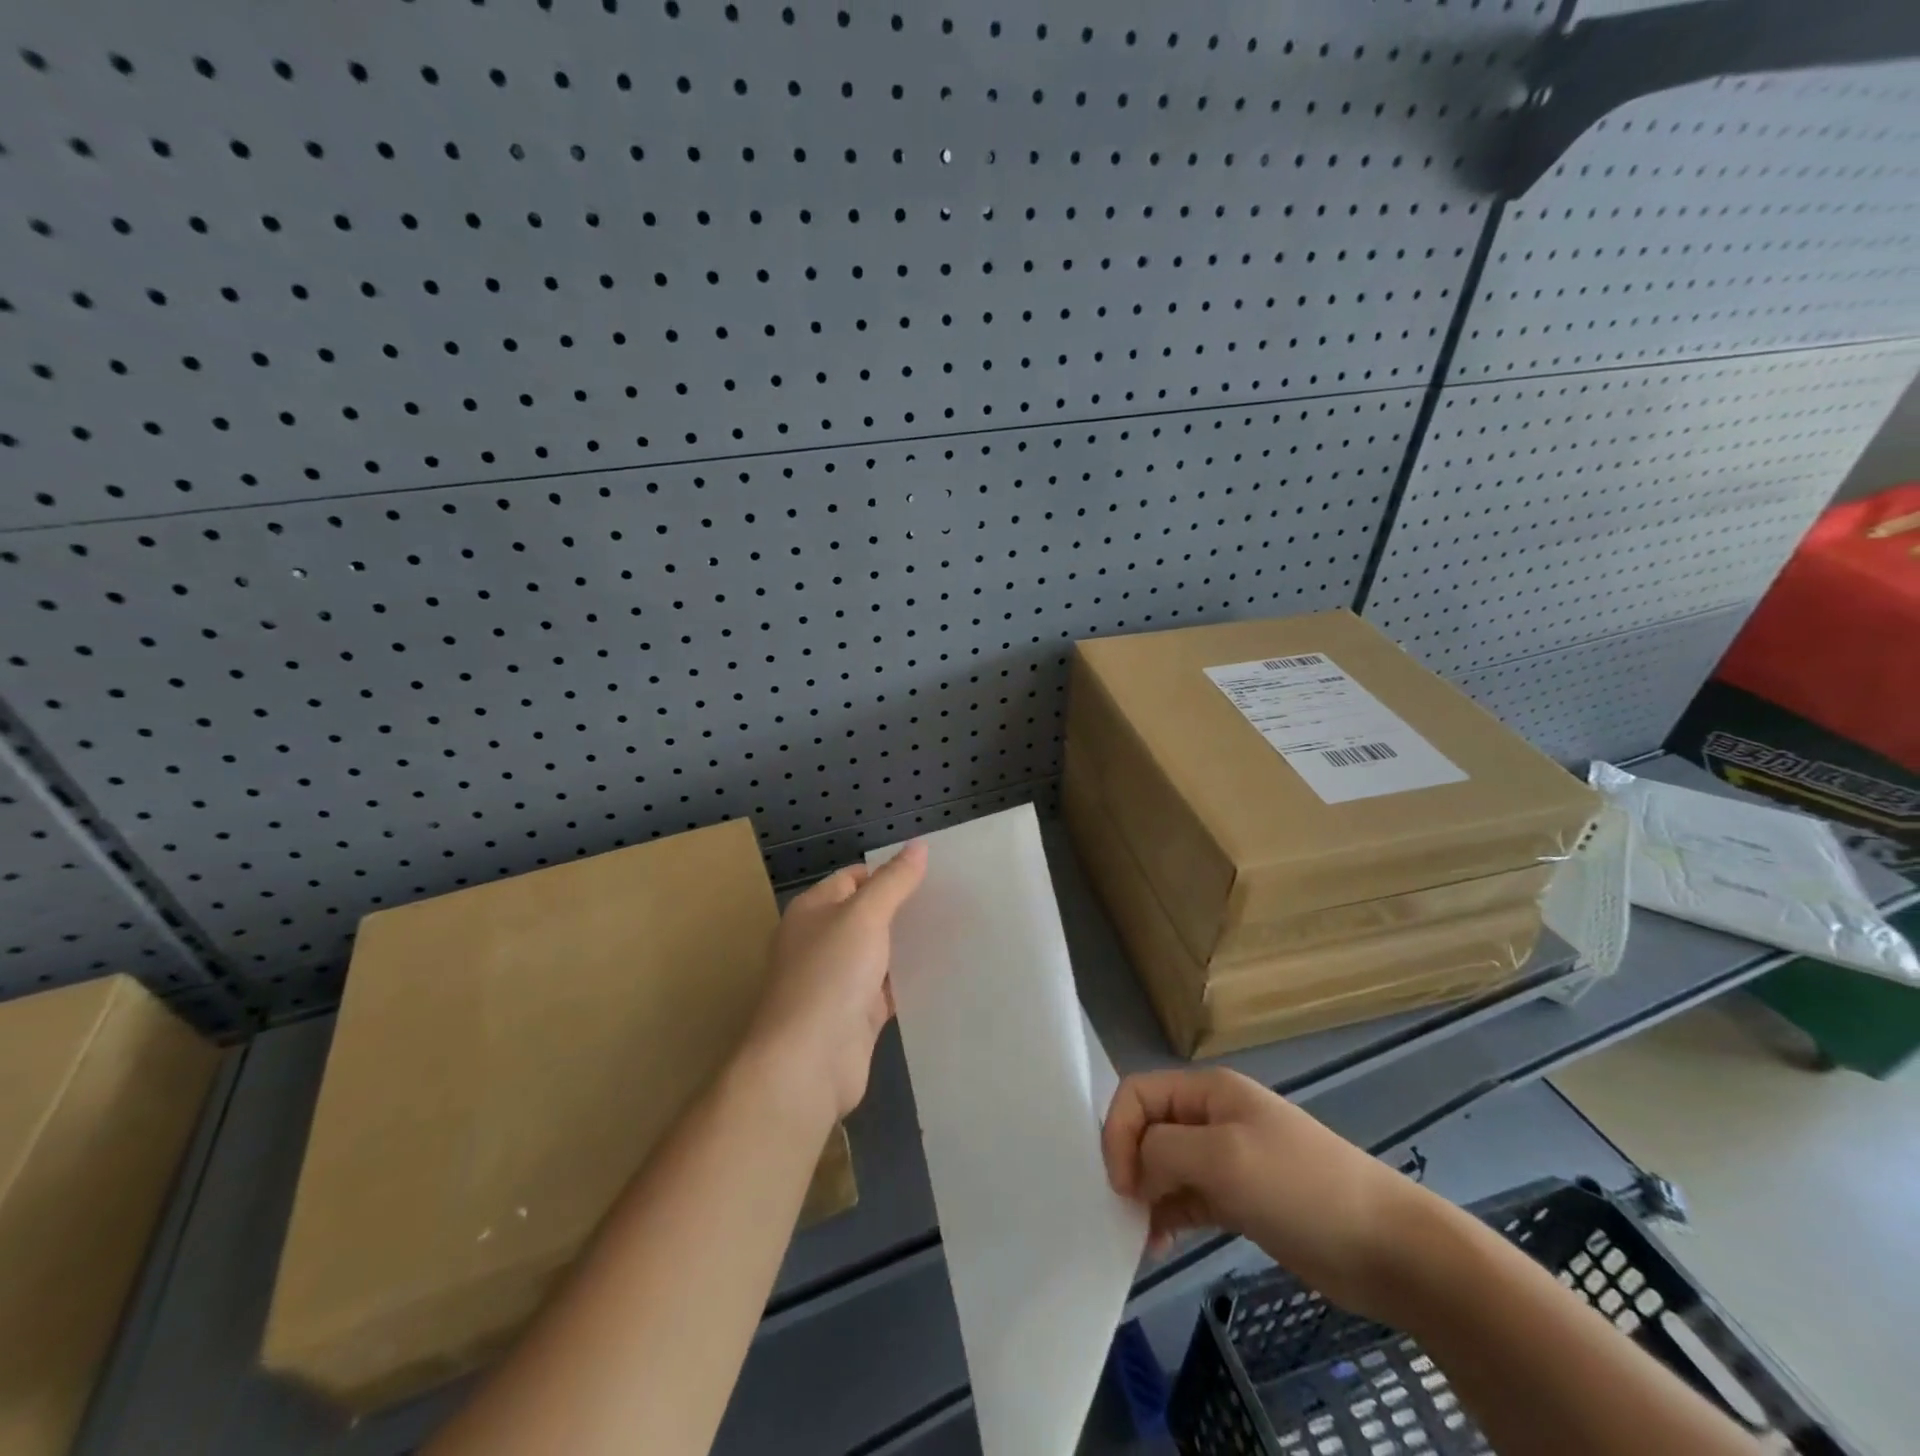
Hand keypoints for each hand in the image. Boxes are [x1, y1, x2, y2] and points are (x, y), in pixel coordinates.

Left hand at [744, 842, 927, 1122]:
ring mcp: (838, 981)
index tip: (931, 874)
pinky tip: (943, 972)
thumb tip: (918, 845)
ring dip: (909, 945)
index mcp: (813, 911)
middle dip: (904, 909)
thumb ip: (893, 881)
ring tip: (956, 931)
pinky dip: (909, 981)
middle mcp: (821, 942)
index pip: (853, 878)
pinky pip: (887, 989)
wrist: (808, 1063)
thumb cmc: (830, 976)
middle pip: (868, 915)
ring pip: (880, 953)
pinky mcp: (855, 1015)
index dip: (888, 873)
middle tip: (951, 900)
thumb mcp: (864, 916)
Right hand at [1102, 1067, 1432, 1321]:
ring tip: (1142, 1236)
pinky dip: (1168, 1216)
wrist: (1388, 1247)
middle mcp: (1212, 1117)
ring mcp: (1228, 1159)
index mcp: (1208, 1090)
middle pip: (1148, 1128)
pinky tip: (1161, 1245)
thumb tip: (1136, 1170)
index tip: (1120, 1184)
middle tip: (1127, 1213)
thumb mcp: (1224, 1158)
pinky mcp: (1241, 1199)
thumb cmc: (1300, 1187)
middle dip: (1130, 1165)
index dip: (1118, 1131)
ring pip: (1165, 1166)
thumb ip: (1165, 1151)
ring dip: (1146, 1195)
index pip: (1138, 1093)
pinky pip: (1188, 1198)